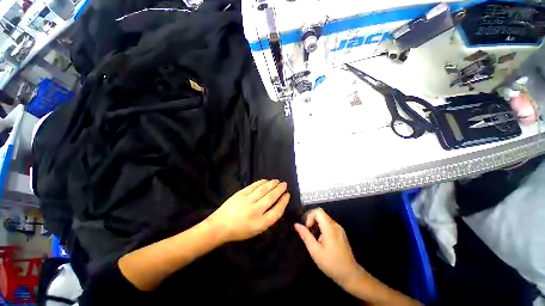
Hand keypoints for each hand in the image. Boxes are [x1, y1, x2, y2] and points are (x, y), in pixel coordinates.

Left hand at [207, 179, 289, 242]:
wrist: (220, 226)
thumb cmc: (239, 231)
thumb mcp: (256, 230)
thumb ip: (268, 219)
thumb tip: (277, 205)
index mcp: (260, 223)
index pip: (277, 210)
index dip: (284, 201)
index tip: (287, 195)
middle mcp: (255, 211)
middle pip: (271, 197)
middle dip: (280, 189)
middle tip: (284, 184)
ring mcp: (247, 201)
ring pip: (263, 189)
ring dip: (272, 184)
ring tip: (277, 181)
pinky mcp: (240, 194)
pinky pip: (253, 186)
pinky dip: (261, 182)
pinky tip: (266, 180)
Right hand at [294, 208, 361, 286]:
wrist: (350, 275)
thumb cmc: (331, 264)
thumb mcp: (315, 251)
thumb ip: (306, 236)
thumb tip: (296, 225)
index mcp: (330, 228)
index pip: (318, 211)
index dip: (310, 216)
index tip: (308, 228)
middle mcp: (336, 225)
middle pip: (321, 213)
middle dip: (312, 220)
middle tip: (309, 232)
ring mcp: (339, 229)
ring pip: (325, 218)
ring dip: (317, 224)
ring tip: (314, 237)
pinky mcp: (341, 233)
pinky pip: (329, 224)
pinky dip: (322, 227)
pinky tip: (321, 240)